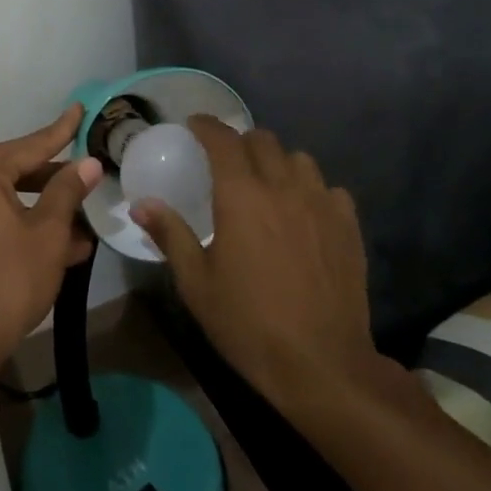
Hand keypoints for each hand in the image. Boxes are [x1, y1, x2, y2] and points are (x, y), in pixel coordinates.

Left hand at [0, 104, 103, 377]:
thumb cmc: (6, 281)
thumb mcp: (47, 234)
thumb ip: (67, 192)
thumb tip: (88, 163)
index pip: (30, 145)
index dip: (61, 131)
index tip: (79, 110)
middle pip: (17, 172)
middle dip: (56, 182)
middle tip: (91, 179)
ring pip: (8, 201)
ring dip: (44, 212)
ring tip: (84, 225)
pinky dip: (23, 227)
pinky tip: (61, 247)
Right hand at [133, 116, 378, 418]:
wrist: (322, 364)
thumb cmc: (248, 322)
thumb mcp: (196, 283)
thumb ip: (170, 235)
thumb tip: (142, 204)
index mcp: (241, 195)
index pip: (222, 139)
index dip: (206, 125)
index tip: (194, 125)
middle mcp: (282, 187)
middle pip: (263, 141)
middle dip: (240, 141)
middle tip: (226, 160)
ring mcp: (321, 205)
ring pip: (299, 159)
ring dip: (278, 161)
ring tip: (267, 182)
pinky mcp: (348, 227)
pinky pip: (330, 189)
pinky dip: (312, 189)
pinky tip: (304, 211)